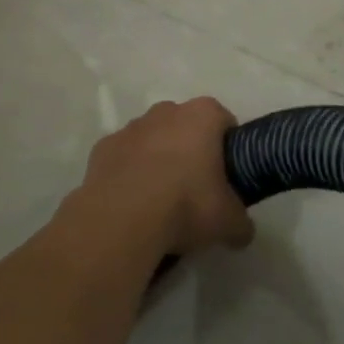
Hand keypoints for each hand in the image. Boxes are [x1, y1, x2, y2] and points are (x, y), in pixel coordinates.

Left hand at [70, 98, 253, 256]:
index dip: (228, 146)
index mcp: (202, 116)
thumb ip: (241, 223)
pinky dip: (129, 172)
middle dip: (191, 149)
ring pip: (152, 138)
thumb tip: (241, 232)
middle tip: (196, 187)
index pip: (223, 120)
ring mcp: (131, 127)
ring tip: (160, 199)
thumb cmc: (186, 205)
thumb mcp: (228, 222)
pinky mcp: (102, 148)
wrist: (122, 219)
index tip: (227, 174)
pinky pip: (123, 157)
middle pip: (186, 125)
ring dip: (158, 159)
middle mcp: (166, 111)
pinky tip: (132, 202)